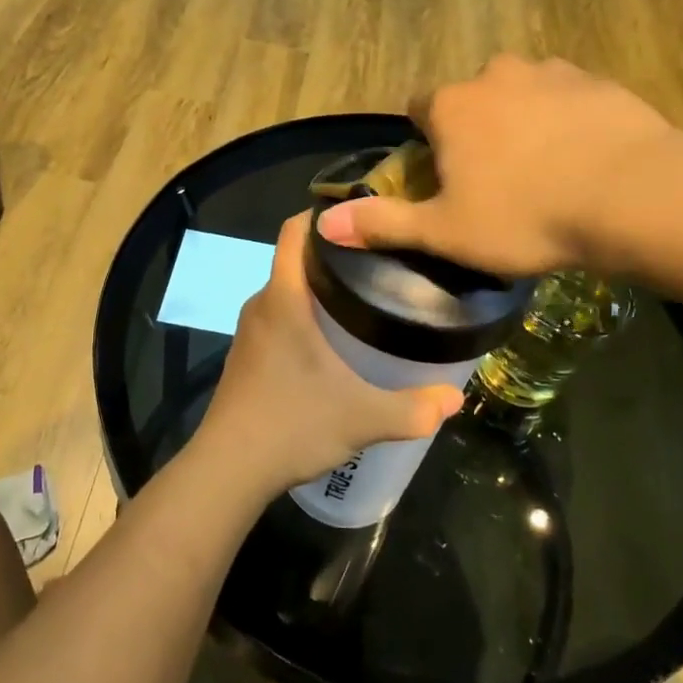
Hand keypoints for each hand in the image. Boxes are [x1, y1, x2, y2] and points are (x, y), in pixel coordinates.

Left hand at [194, 213, 464, 498]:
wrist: (228, 470)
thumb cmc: (292, 425)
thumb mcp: (362, 418)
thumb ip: (413, 408)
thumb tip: (455, 399)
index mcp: (284, 299)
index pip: (293, 230)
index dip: (321, 213)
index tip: (361, 212)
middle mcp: (261, 305)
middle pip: (295, 259)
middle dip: (334, 254)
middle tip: (381, 261)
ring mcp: (250, 332)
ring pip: (287, 292)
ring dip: (319, 288)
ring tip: (365, 296)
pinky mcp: (246, 357)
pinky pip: (278, 317)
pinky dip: (304, 315)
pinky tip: (333, 341)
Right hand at [316, 55, 682, 277]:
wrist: (634, 195)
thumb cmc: (525, 216)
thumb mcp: (445, 232)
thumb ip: (383, 223)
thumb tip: (324, 224)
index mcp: (452, 106)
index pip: (420, 109)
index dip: (428, 143)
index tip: (445, 178)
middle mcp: (495, 74)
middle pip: (472, 99)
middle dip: (477, 130)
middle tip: (498, 181)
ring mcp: (551, 72)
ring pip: (521, 94)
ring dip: (523, 122)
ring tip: (546, 172)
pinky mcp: (598, 82)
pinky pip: (568, 99)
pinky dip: (567, 122)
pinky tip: (585, 160)